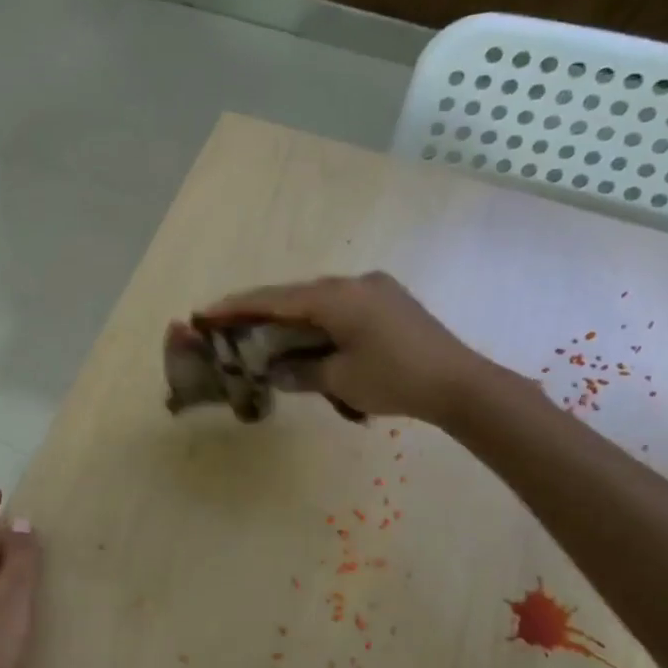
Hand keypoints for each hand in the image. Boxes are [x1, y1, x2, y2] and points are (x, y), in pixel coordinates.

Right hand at [193, 272, 482, 422]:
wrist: (460, 384)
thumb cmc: (395, 380)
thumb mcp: (339, 380)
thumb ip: (300, 370)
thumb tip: (274, 369)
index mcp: (337, 297)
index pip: (275, 298)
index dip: (237, 307)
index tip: (207, 312)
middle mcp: (354, 283)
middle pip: (295, 294)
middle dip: (261, 310)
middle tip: (229, 324)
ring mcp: (375, 289)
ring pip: (319, 300)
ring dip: (291, 316)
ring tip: (263, 334)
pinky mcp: (389, 302)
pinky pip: (340, 306)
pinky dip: (317, 321)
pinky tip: (307, 337)